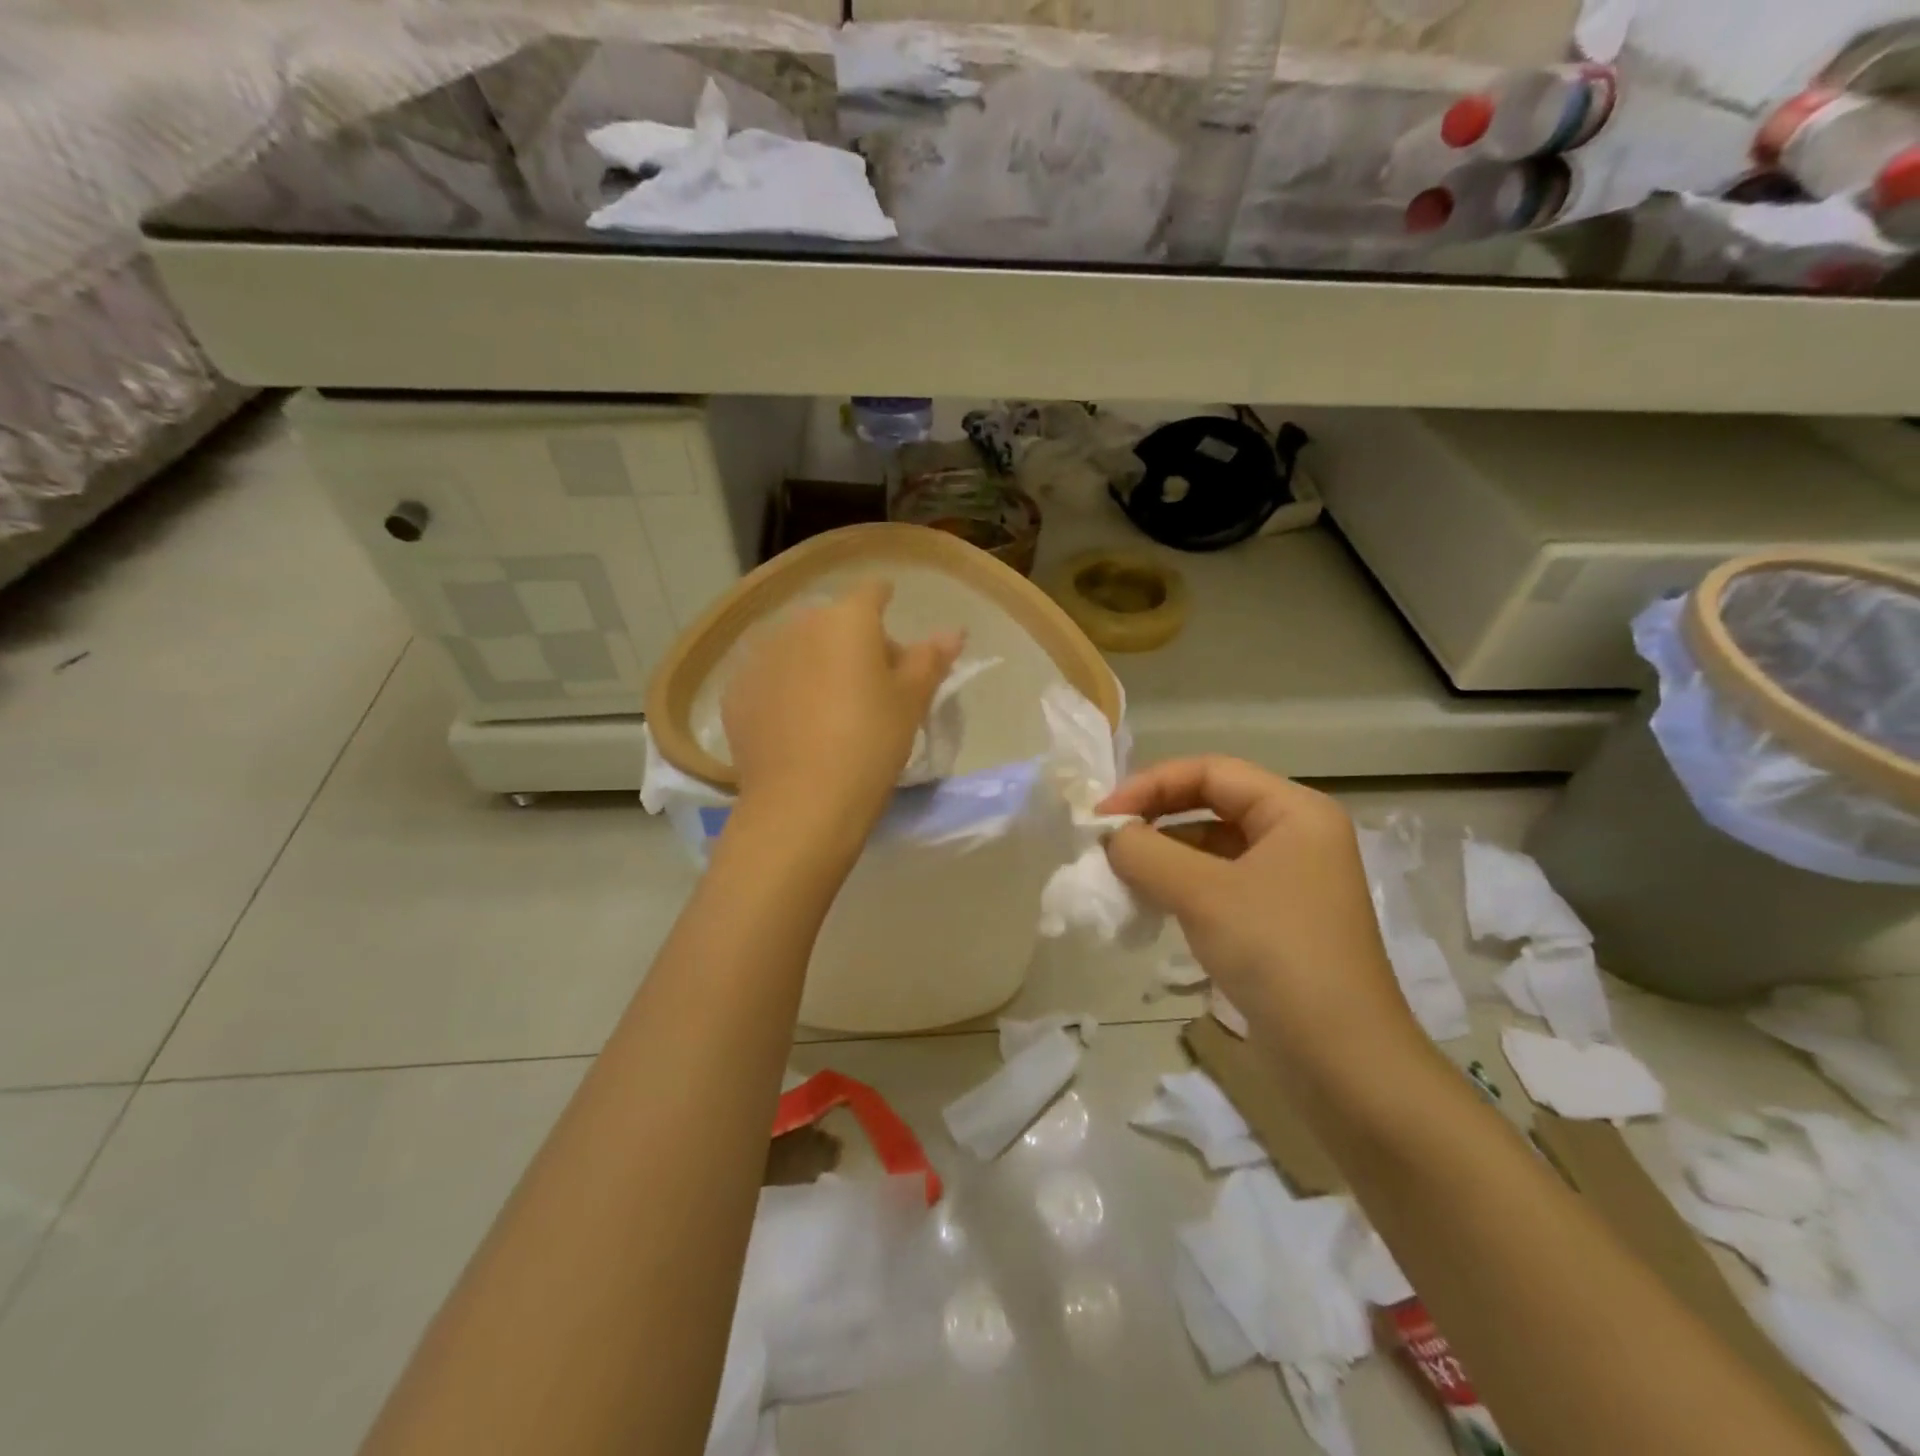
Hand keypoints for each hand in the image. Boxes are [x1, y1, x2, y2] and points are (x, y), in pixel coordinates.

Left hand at [722, 579, 963, 834]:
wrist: (802, 802)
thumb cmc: (870, 743)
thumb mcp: (911, 702)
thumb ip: (930, 659)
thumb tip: (952, 631)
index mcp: (847, 619)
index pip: (872, 592)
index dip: (886, 603)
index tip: (893, 626)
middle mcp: (798, 625)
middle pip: (833, 622)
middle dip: (853, 642)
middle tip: (872, 685)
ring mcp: (760, 657)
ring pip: (798, 648)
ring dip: (816, 664)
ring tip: (830, 708)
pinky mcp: (735, 692)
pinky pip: (770, 678)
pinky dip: (785, 690)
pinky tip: (796, 725)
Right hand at [1101, 758, 1423, 1066]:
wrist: (1343, 1062)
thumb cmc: (1278, 955)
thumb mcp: (1203, 894)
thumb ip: (1146, 852)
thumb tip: (1110, 835)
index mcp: (1295, 811)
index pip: (1211, 771)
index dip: (1151, 784)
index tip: (1103, 816)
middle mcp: (1297, 836)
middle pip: (1212, 804)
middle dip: (1156, 818)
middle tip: (1106, 842)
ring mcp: (1290, 880)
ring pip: (1213, 847)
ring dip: (1164, 855)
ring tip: (1121, 875)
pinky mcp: (1278, 920)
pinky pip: (1220, 884)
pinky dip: (1182, 886)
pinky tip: (1151, 904)